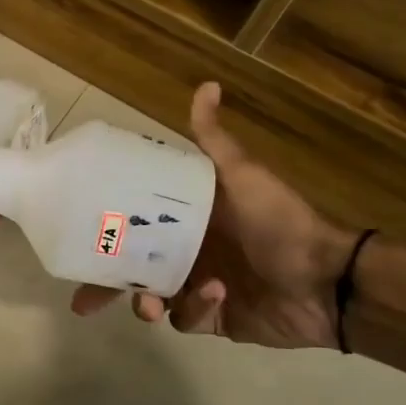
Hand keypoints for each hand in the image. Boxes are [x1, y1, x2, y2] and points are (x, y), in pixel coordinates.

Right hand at [71, 82, 354, 349]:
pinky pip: (185, 319)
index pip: (133, 229)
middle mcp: (186, 255)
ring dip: (147, 303)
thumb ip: (215, 141)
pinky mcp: (212, 319)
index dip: (104, 238)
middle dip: (108, 288)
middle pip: (132, 271)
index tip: (80, 242)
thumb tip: (207, 85)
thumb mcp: (241, 175)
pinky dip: (195, 309)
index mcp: (186, 223)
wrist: (326, 280)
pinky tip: (215, 295)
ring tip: (151, 305)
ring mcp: (196, 289)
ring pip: (151, 301)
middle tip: (87, 302)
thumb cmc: (278, 221)